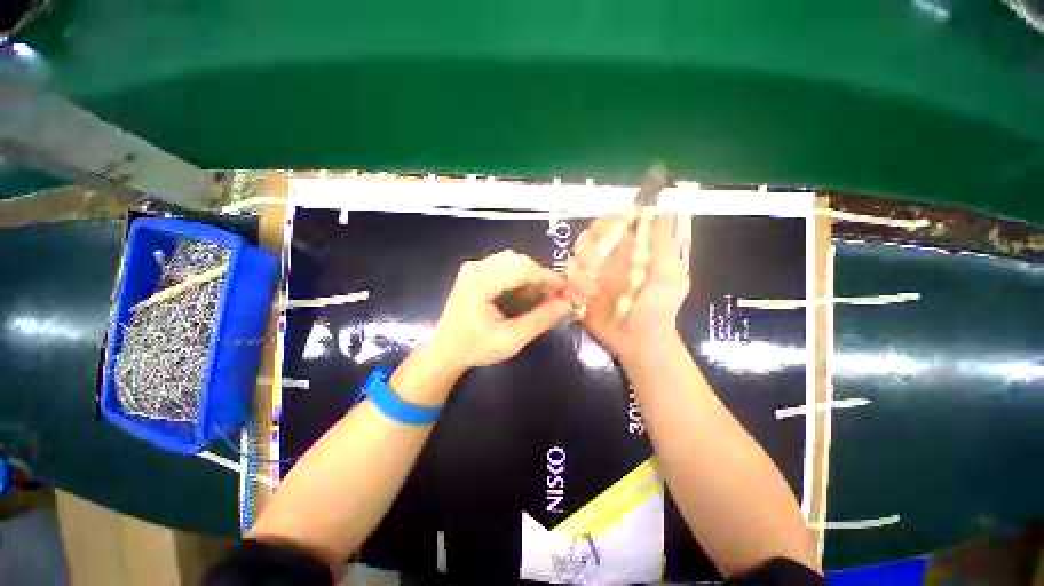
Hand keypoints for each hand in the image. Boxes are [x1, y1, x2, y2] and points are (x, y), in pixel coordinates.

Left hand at [430, 250, 573, 369]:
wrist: (446, 350)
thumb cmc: (475, 348)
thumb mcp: (511, 339)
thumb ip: (540, 320)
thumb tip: (567, 304)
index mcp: (479, 282)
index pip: (521, 269)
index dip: (547, 277)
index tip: (567, 290)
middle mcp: (476, 267)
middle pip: (519, 261)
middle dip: (541, 276)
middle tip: (557, 295)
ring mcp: (474, 267)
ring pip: (513, 261)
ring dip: (532, 275)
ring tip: (543, 295)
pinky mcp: (475, 271)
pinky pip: (505, 265)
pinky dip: (520, 276)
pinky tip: (527, 292)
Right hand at [564, 214, 689, 362]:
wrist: (640, 341)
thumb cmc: (659, 308)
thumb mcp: (670, 275)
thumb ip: (664, 244)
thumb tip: (666, 210)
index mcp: (627, 250)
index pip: (610, 224)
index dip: (606, 222)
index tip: (610, 230)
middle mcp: (605, 260)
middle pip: (585, 239)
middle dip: (588, 249)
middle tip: (598, 266)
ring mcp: (590, 278)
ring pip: (571, 261)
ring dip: (579, 274)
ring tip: (593, 292)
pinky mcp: (578, 295)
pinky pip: (565, 285)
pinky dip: (572, 290)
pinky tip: (584, 301)